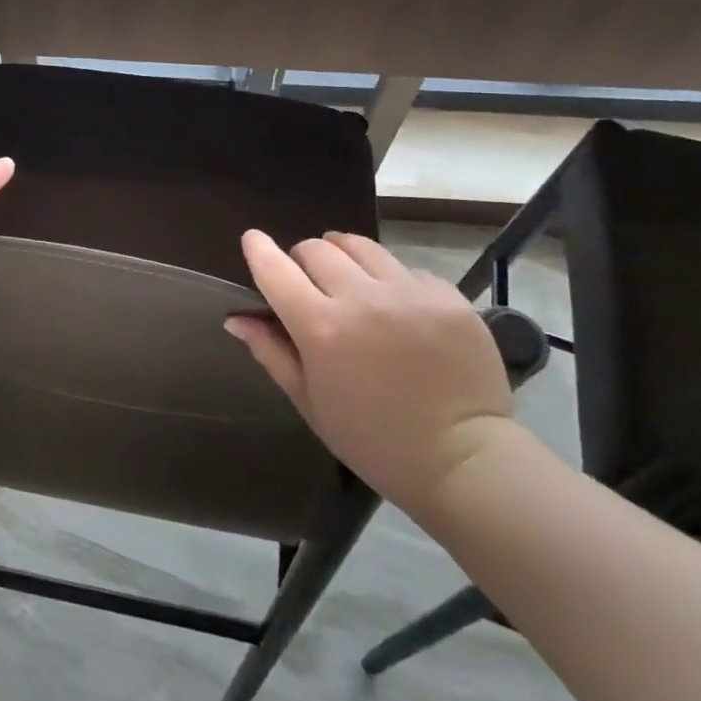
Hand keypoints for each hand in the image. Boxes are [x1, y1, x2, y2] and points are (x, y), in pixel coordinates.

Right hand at [226, 230, 516, 520]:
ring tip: (351, 282)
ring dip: (344, 257)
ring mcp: (409, 292)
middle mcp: (363, 298)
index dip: (258, 249)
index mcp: (322, 328)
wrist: (464, 460)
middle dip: (303, 259)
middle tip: (310, 284)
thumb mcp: (311, 402)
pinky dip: (390, 280)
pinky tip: (398, 310)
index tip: (252, 240)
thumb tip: (236, 318)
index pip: (276, 269)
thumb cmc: (374, 441)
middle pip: (317, 248)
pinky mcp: (447, 295)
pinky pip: (405, 269)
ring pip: (361, 246)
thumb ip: (271, 352)